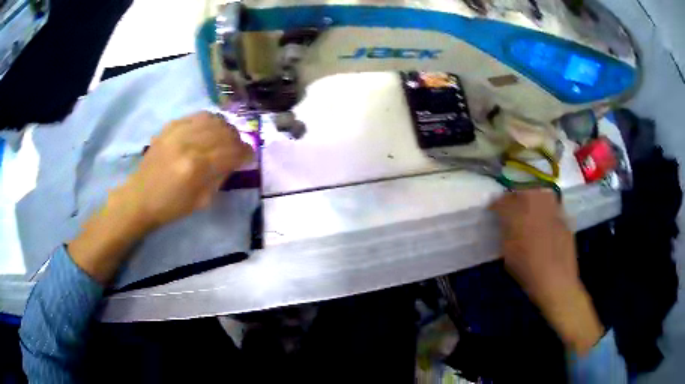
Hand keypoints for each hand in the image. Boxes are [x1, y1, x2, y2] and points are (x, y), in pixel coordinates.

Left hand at [120, 111, 253, 229]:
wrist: (140, 198)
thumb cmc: (171, 207)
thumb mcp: (202, 201)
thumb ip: (220, 177)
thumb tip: (234, 161)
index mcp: (197, 167)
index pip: (231, 151)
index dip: (245, 153)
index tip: (249, 157)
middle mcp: (188, 143)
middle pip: (224, 131)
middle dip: (237, 139)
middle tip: (238, 148)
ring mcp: (177, 132)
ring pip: (212, 119)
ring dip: (224, 128)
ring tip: (225, 137)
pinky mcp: (170, 126)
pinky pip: (197, 116)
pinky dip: (209, 121)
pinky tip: (209, 130)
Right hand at [491, 190, 603, 353]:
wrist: (556, 281)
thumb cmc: (528, 271)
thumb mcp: (508, 253)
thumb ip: (505, 232)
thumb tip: (503, 220)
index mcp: (519, 216)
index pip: (504, 201)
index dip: (496, 204)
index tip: (492, 209)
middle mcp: (537, 207)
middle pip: (524, 191)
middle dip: (515, 196)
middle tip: (511, 205)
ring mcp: (553, 211)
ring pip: (540, 194)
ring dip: (531, 196)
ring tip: (528, 206)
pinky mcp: (564, 218)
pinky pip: (553, 205)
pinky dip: (546, 208)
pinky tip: (544, 219)